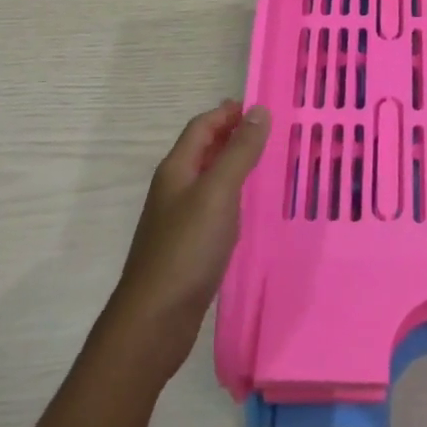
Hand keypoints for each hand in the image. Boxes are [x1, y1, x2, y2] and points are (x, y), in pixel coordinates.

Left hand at [103, 100, 270, 383]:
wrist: (155, 319)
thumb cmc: (187, 249)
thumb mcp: (218, 193)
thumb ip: (239, 152)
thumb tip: (258, 111)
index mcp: (177, 169)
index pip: (201, 127)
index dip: (228, 113)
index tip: (261, 107)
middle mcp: (174, 189)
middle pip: (203, 150)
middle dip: (232, 135)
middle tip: (270, 132)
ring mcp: (179, 219)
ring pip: (209, 179)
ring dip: (234, 165)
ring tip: (268, 163)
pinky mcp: (188, 246)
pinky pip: (213, 207)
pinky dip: (233, 196)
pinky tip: (251, 209)